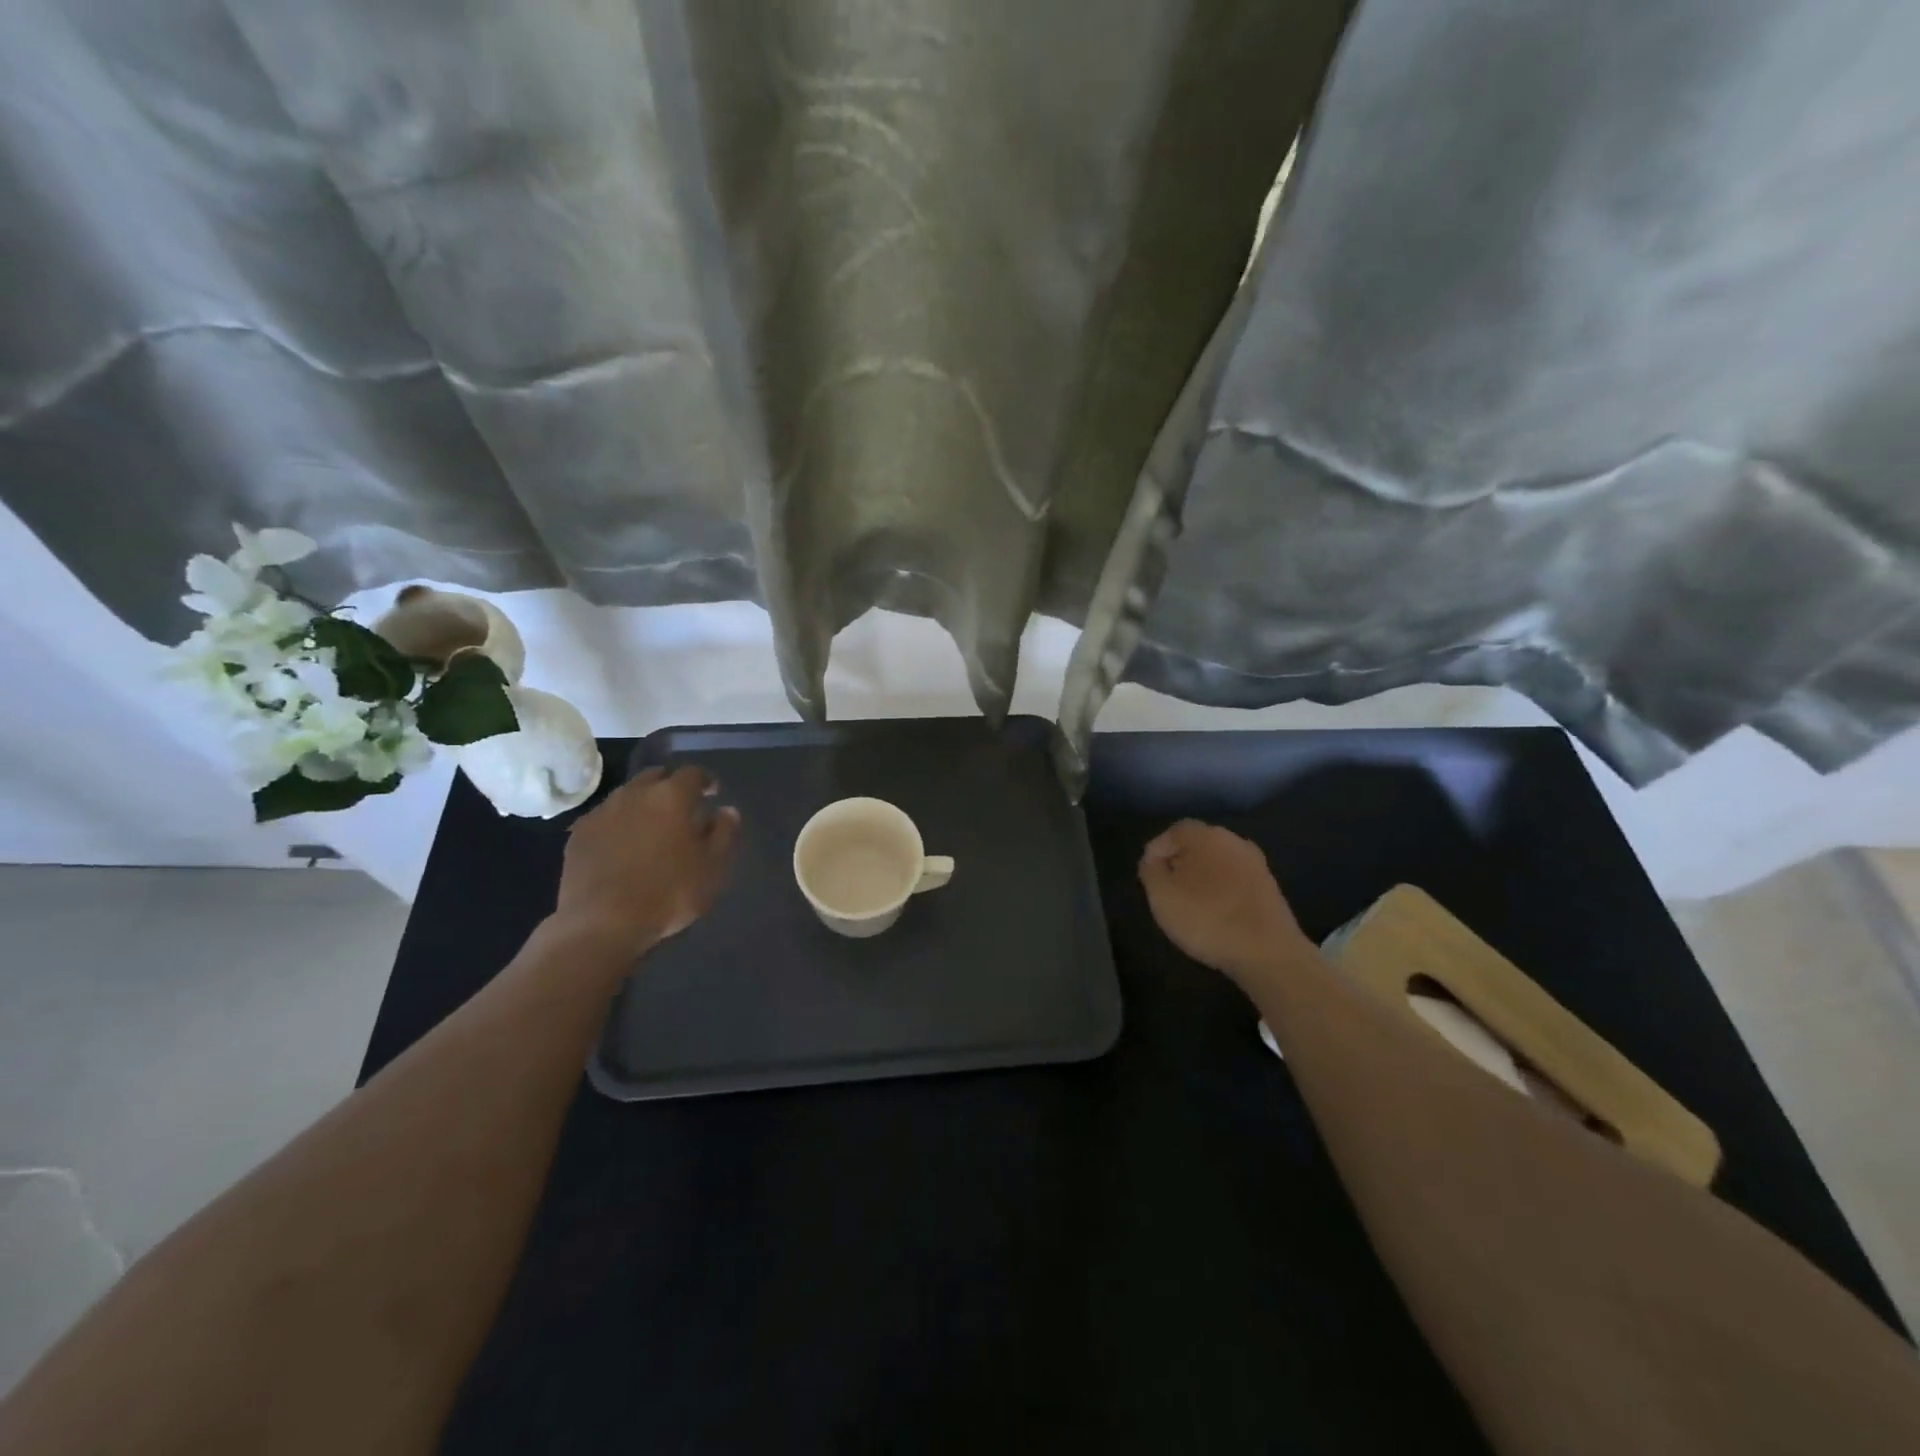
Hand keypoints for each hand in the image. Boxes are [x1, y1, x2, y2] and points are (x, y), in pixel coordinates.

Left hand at [553, 765, 740, 955]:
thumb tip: (727, 811)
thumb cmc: (668, 893)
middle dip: (670, 785)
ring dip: (643, 803)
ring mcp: (602, 812)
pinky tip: (622, 844)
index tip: (712, 793)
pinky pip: (605, 817)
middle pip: (655, 776)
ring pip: (628, 794)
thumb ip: (724, 833)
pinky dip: (618, 822)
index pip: (693, 773)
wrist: (601, 923)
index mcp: (671, 796)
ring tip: (651, 826)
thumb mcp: (713, 867)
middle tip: (681, 807)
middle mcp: (635, 794)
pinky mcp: (578, 834)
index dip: (705, 781)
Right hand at [1138, 820, 1308, 984]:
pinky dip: (1221, 890)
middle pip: (1199, 844)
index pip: (1174, 831)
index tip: (1148, 874)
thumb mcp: (1161, 895)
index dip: (1157, 850)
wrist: (1269, 953)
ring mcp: (1256, 865)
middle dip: (1180, 862)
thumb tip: (1154, 860)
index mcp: (1206, 836)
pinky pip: (1235, 880)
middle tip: (1167, 887)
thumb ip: (1151, 871)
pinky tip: (1216, 913)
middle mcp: (1234, 841)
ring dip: (1202, 877)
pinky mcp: (1269, 888)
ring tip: (1190, 903)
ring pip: (1218, 862)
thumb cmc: (1207, 918)